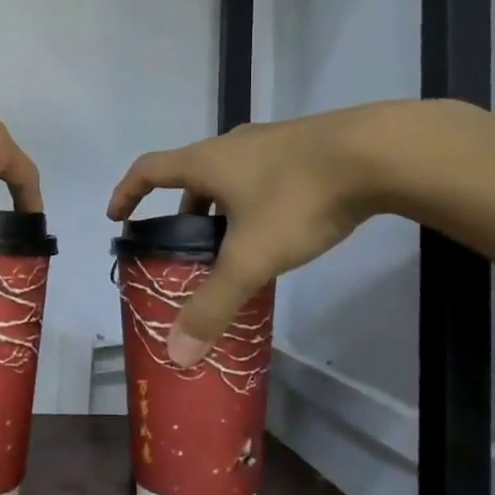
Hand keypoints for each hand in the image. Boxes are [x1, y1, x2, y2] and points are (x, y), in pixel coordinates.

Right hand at [107, 106, 417, 366]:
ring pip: (229, 174)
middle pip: (190, 173)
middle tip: (182, 244)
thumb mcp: (252, 257)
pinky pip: (261, 174)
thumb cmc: (299, 198)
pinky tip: (278, 226)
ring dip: (218, 205)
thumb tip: (176, 353)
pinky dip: (251, 199)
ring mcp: (270, 142)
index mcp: (206, 162)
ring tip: (231, 242)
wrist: (377, 153)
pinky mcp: (303, 147)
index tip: (117, 217)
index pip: (148, 169)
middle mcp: (231, 145)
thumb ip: (214, 304)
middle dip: (179, 209)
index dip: (127, 192)